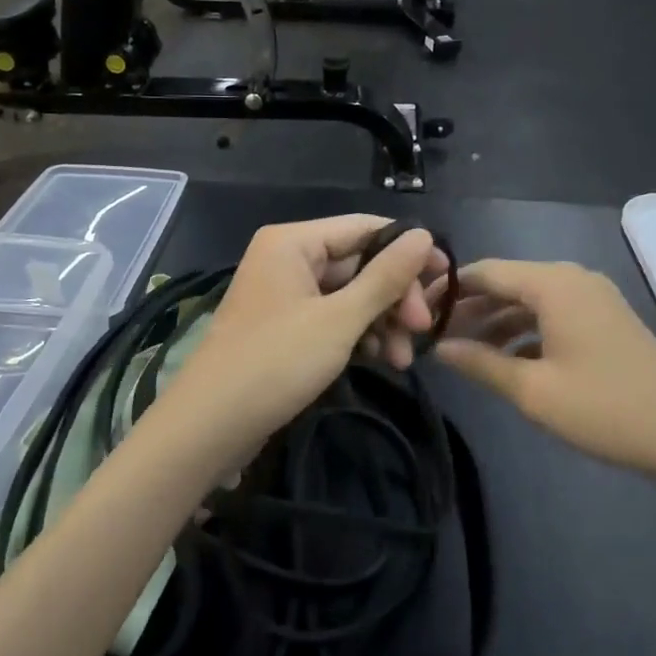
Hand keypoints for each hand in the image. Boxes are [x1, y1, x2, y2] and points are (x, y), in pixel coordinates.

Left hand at [162, 217, 446, 457]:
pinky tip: (381, 359)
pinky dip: (358, 335)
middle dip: (393, 297)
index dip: (408, 251)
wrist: (209, 427)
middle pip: (359, 263)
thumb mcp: (339, 320)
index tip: (446, 279)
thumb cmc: (275, 363)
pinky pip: (333, 317)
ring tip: (402, 359)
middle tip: (421, 331)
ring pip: (349, 294)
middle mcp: (288, 257)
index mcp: (294, 241)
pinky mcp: (285, 326)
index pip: (365, 228)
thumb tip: (425, 235)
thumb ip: (385, 277)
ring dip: (380, 321)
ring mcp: (285, 293)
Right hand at [434, 261, 655, 476]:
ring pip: (530, 299)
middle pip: (508, 283)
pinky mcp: (605, 318)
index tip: (416, 308)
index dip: (448, 288)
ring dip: (497, 321)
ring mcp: (593, 297)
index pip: (486, 271)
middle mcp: (572, 278)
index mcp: (553, 284)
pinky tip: (507, 359)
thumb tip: (439, 348)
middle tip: (434, 333)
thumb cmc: (606, 409)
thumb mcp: (534, 391)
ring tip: (464, 350)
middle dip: (471, 307)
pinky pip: (553, 313)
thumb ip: (481, 364)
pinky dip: (526, 330)